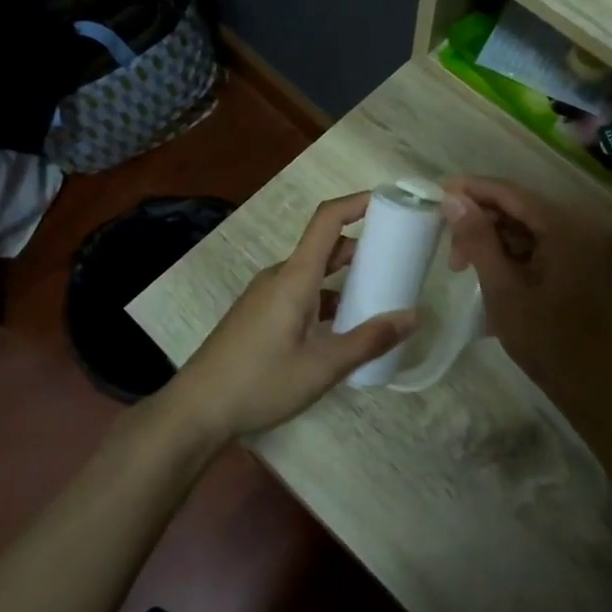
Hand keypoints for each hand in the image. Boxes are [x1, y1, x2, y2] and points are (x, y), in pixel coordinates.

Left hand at [166, 193, 415, 442]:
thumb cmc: (260, 382)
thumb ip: (369, 340)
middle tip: (398, 259)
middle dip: (362, 247)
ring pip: (312, 273)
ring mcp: (266, 295)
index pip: (327, 220)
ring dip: (344, 277)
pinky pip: (300, 292)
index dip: (357, 203)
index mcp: (295, 277)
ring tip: (379, 295)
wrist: (197, 408)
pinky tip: (343, 327)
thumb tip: (413, 317)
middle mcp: (280, 276)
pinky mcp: (259, 314)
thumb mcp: (322, 366)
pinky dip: (326, 298)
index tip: (390, 204)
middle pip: (324, 246)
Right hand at [439, 176, 611, 392]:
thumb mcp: (502, 288)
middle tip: (450, 249)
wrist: (592, 387)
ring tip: (463, 267)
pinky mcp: (575, 266)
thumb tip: (453, 199)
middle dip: (480, 220)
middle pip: (518, 207)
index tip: (437, 193)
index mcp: (562, 229)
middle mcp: (575, 229)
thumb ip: (478, 239)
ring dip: (492, 239)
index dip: (473, 189)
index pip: (511, 192)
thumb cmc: (544, 339)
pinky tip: (488, 273)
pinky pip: (536, 246)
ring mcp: (578, 249)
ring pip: (524, 228)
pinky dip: (508, 254)